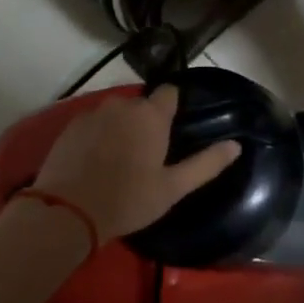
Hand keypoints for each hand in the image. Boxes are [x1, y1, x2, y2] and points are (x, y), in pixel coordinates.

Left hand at [30, 86, 240, 241]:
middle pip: (141, 105)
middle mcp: (123, 104)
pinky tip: (97, 161)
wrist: (68, 210)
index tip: (175, 129)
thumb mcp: (173, 188)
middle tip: (149, 154)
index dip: (174, 107)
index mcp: (151, 114)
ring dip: (122, 128)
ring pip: (116, 113)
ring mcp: (93, 112)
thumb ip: (206, 164)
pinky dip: (99, 135)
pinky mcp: (70, 125)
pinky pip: (94, 123)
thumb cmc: (128, 200)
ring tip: (121, 159)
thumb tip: (235, 145)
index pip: (170, 92)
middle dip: (147, 122)